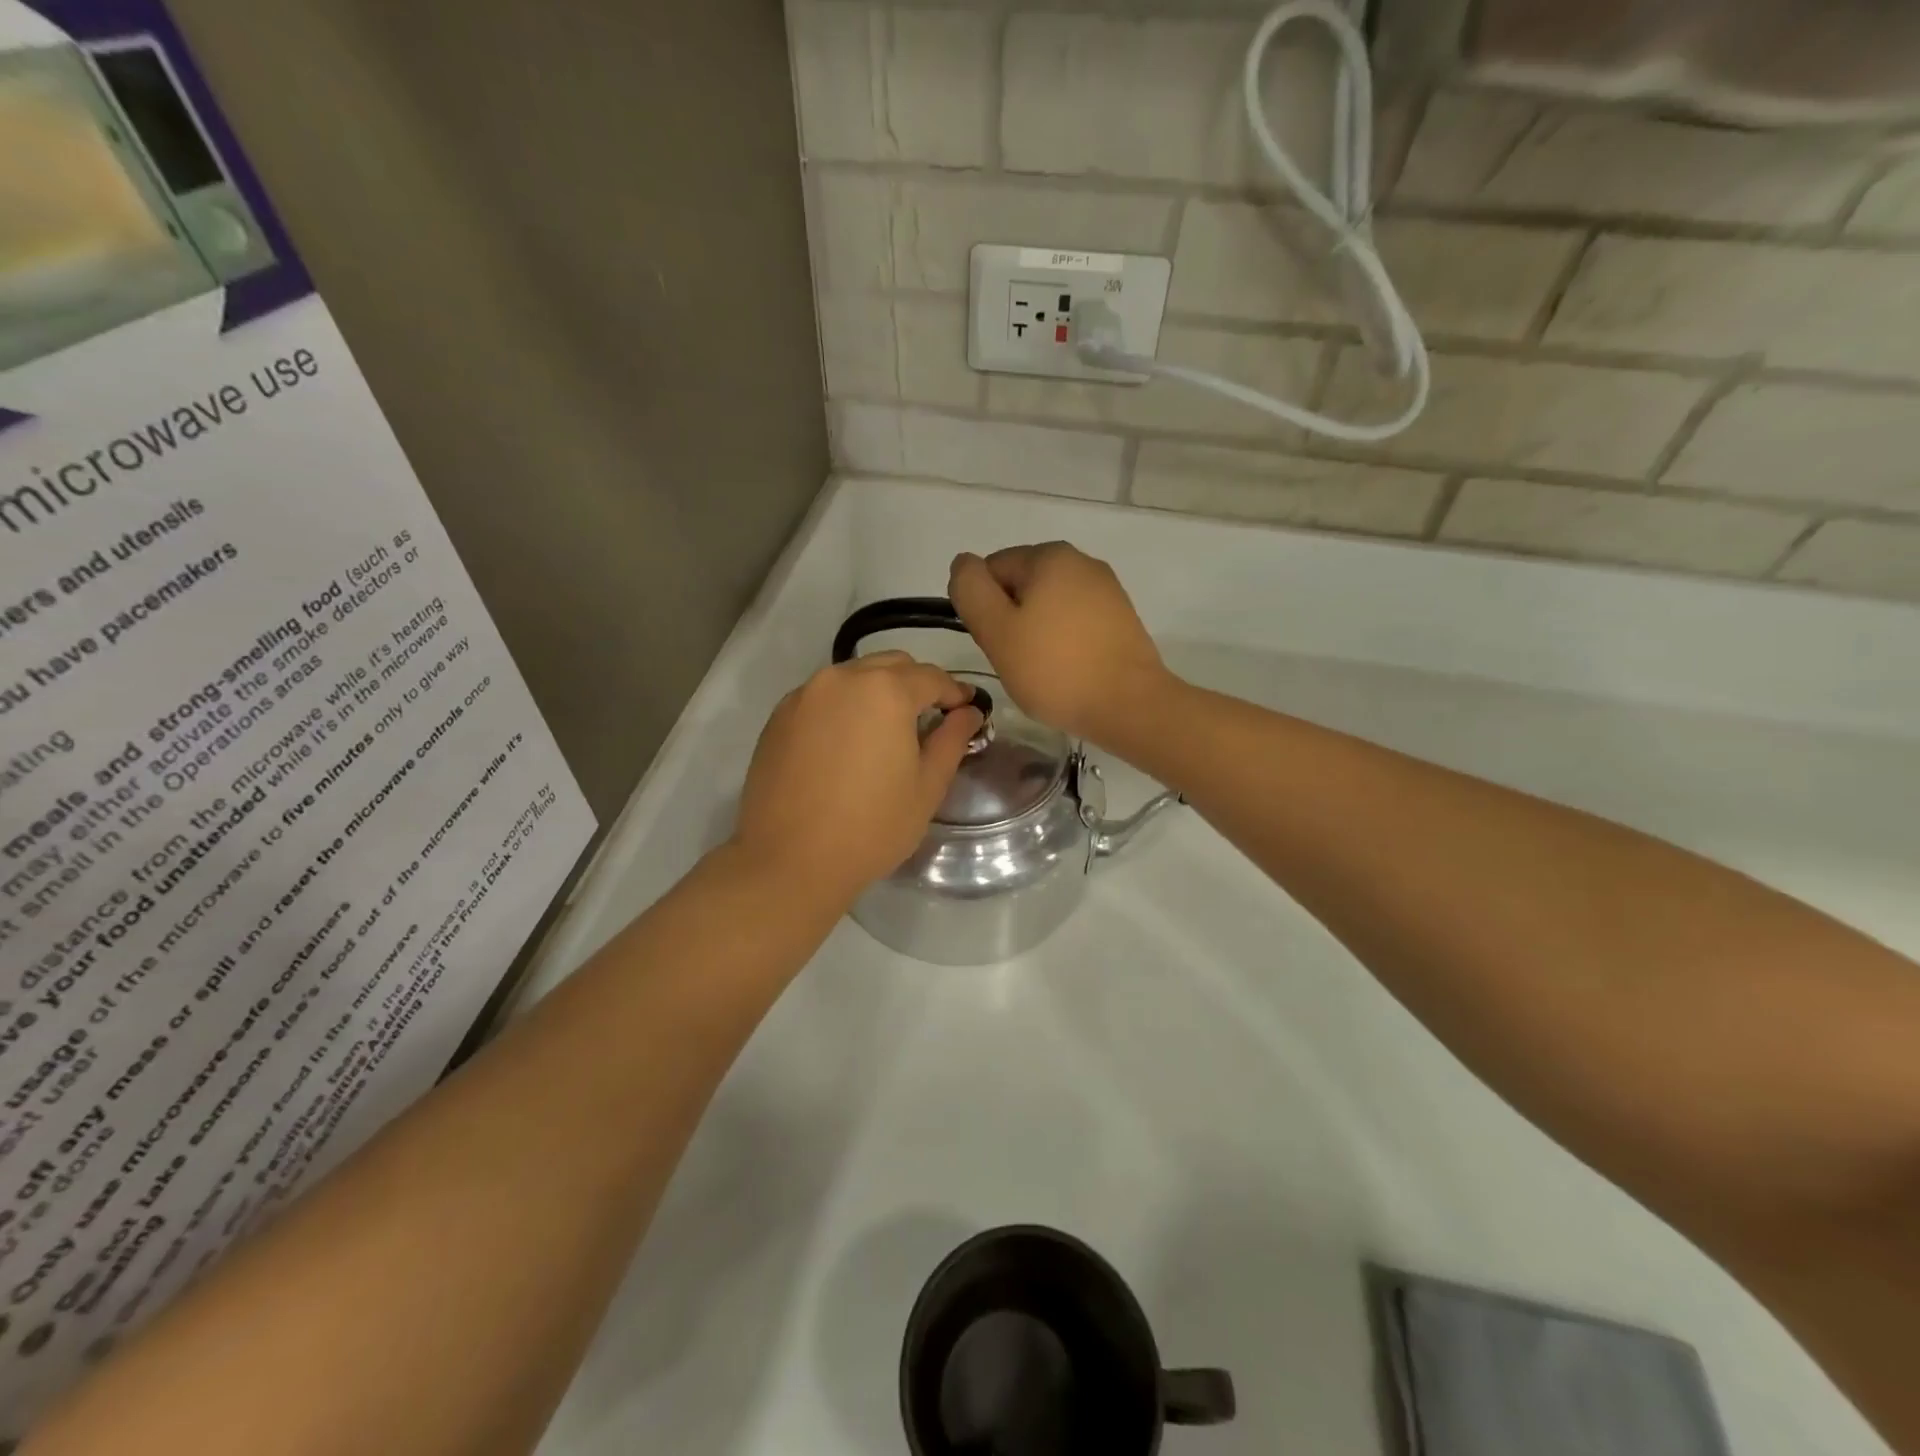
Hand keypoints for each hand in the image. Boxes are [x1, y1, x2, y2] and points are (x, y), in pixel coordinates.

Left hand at [732, 653, 981, 907]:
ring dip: (878, 693)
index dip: (955, 693)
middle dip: (916, 685)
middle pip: (891, 665)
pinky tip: (848, 745)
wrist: (790, 861)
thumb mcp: (927, 786)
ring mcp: (804, 695)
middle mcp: (841, 678)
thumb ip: (952, 739)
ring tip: (887, 732)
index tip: (967, 712)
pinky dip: (845, 707)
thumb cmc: (872, 827)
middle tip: (929, 720)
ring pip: (854, 677)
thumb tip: (968, 712)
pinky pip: (824, 697)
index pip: (931, 677)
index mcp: (884, 690)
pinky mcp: (779, 717)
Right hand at [948, 543, 1167, 743]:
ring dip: (1037, 632)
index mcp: (1049, 555)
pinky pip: (1075, 622)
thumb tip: (963, 564)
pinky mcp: (1121, 618)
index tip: (996, 643)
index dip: (984, 609)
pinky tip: (1069, 670)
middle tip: (1017, 660)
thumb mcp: (996, 630)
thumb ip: (970, 590)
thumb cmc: (1055, 669)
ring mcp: (1107, 589)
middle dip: (1011, 619)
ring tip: (1044, 669)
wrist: (1129, 705)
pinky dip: (1064, 641)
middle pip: (1021, 586)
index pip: (991, 570)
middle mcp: (1081, 561)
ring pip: (1048, 606)